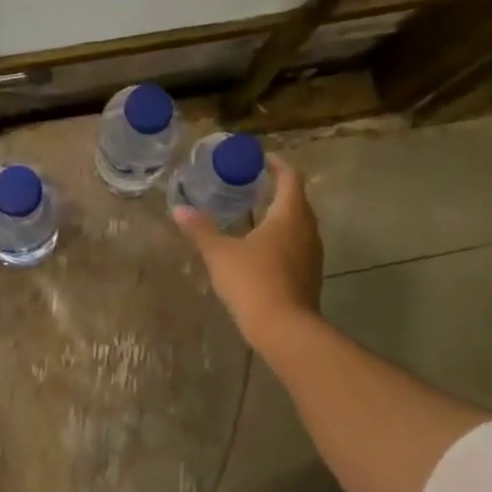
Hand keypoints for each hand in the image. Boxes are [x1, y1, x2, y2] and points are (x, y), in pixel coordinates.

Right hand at [174, 156, 321, 351]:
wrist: (285, 331)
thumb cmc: (253, 281)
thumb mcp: (220, 253)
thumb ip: (201, 229)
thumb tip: (179, 210)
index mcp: (289, 214)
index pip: (291, 178)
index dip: (278, 165)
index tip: (261, 160)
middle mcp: (307, 230)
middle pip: (298, 200)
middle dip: (278, 190)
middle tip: (252, 185)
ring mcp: (312, 255)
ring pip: (300, 225)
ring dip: (281, 216)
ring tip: (255, 214)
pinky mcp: (310, 276)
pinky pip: (298, 246)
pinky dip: (282, 238)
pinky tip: (261, 249)